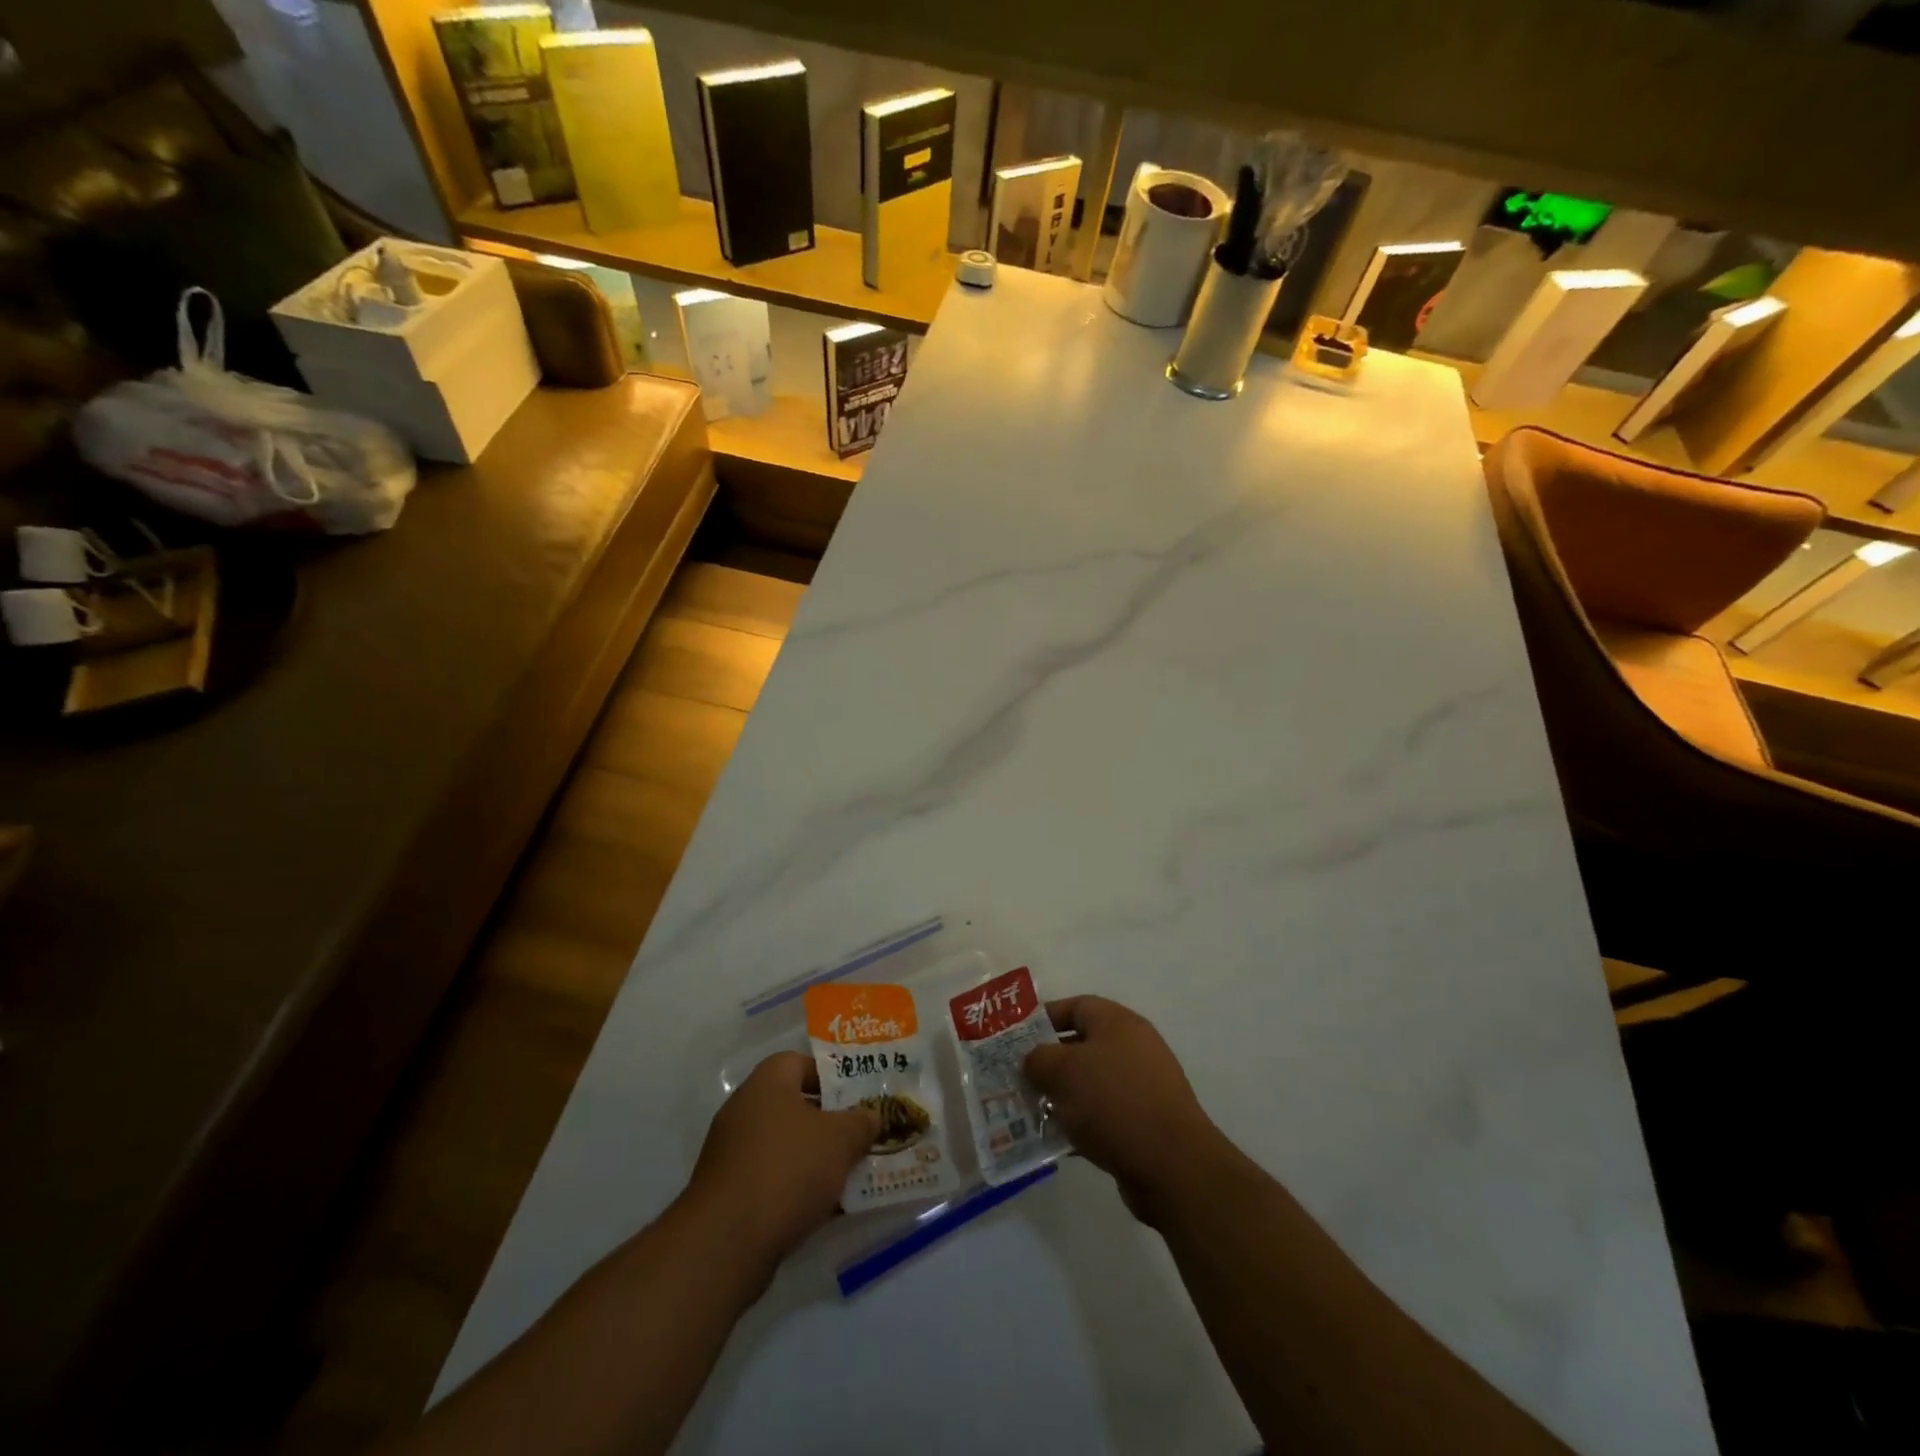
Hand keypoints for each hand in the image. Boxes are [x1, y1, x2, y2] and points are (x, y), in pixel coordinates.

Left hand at [685, 1051, 878, 1272]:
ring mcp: (731, 1154)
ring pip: (784, 1146)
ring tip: (848, 1174)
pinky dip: (795, 1189)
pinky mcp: (727, 1195)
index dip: (830, 1076)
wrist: (726, 1243)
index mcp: (766, 1083)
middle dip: (827, 1122)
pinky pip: (770, 1180)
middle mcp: (743, 1111)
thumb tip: (872, 1116)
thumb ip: (861, 1123)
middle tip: (858, 1135)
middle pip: (793, 1106)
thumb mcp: (840, 1139)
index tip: (856, 1096)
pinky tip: (822, 1208)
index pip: (800, 1063)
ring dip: (813, 1159)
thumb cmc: (788, 1169)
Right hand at [1025, 996, 1231, 1223]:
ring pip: (1090, 1084)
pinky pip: (1103, 1116)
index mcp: (1118, 1023)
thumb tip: (1033, 1061)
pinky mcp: (1144, 1124)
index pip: (1076, 1006)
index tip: (1016, 1038)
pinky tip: (1055, 1141)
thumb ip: (1038, 1059)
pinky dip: (1079, 1124)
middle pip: (1081, 1046)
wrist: (1172, 1166)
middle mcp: (1133, 1048)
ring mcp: (1142, 1088)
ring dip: (1061, 1097)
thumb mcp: (1063, 1071)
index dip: (1045, 1018)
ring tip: (1029, 1112)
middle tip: (1017, 1078)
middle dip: (1048, 1062)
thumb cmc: (1114, 1101)